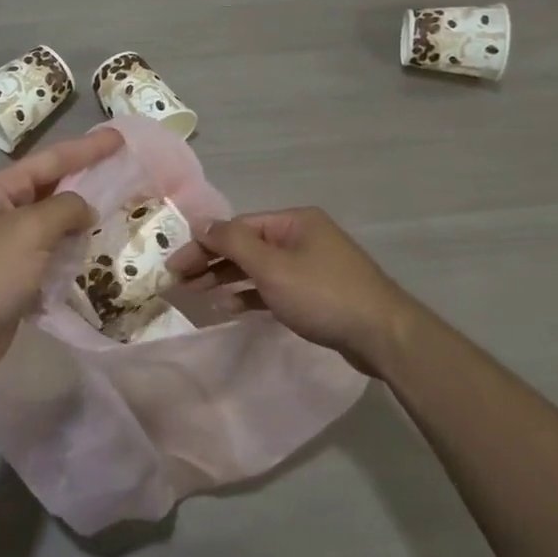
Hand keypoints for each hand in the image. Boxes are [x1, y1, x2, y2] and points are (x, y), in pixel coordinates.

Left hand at [0, 128, 121, 394]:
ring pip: (52, 226)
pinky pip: (49, 258)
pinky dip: (71, 255)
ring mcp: (5, 249)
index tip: (119, 137)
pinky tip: (96, 255)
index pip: (49, 160)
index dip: (86, 148)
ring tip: (119, 213)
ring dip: (81, 221)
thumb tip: (85, 210)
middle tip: (125, 173)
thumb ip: (65, 209)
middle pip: (50, 190)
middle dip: (86, 182)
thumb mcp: (29, 230)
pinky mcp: (12, 281)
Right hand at [167, 207, 424, 372]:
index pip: (237, 227)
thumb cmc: (323, 294)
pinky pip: (273, 287)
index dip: (203, 244)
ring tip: (198, 295)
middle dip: (212, 262)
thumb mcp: (273, 267)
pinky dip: (250, 295)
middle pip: (246, 245)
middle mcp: (301, 237)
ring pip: (258, 268)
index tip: (175, 265)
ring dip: (227, 279)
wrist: (382, 335)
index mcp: (294, 221)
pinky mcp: (315, 292)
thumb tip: (201, 222)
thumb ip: (233, 243)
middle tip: (180, 282)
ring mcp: (310, 265)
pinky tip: (229, 307)